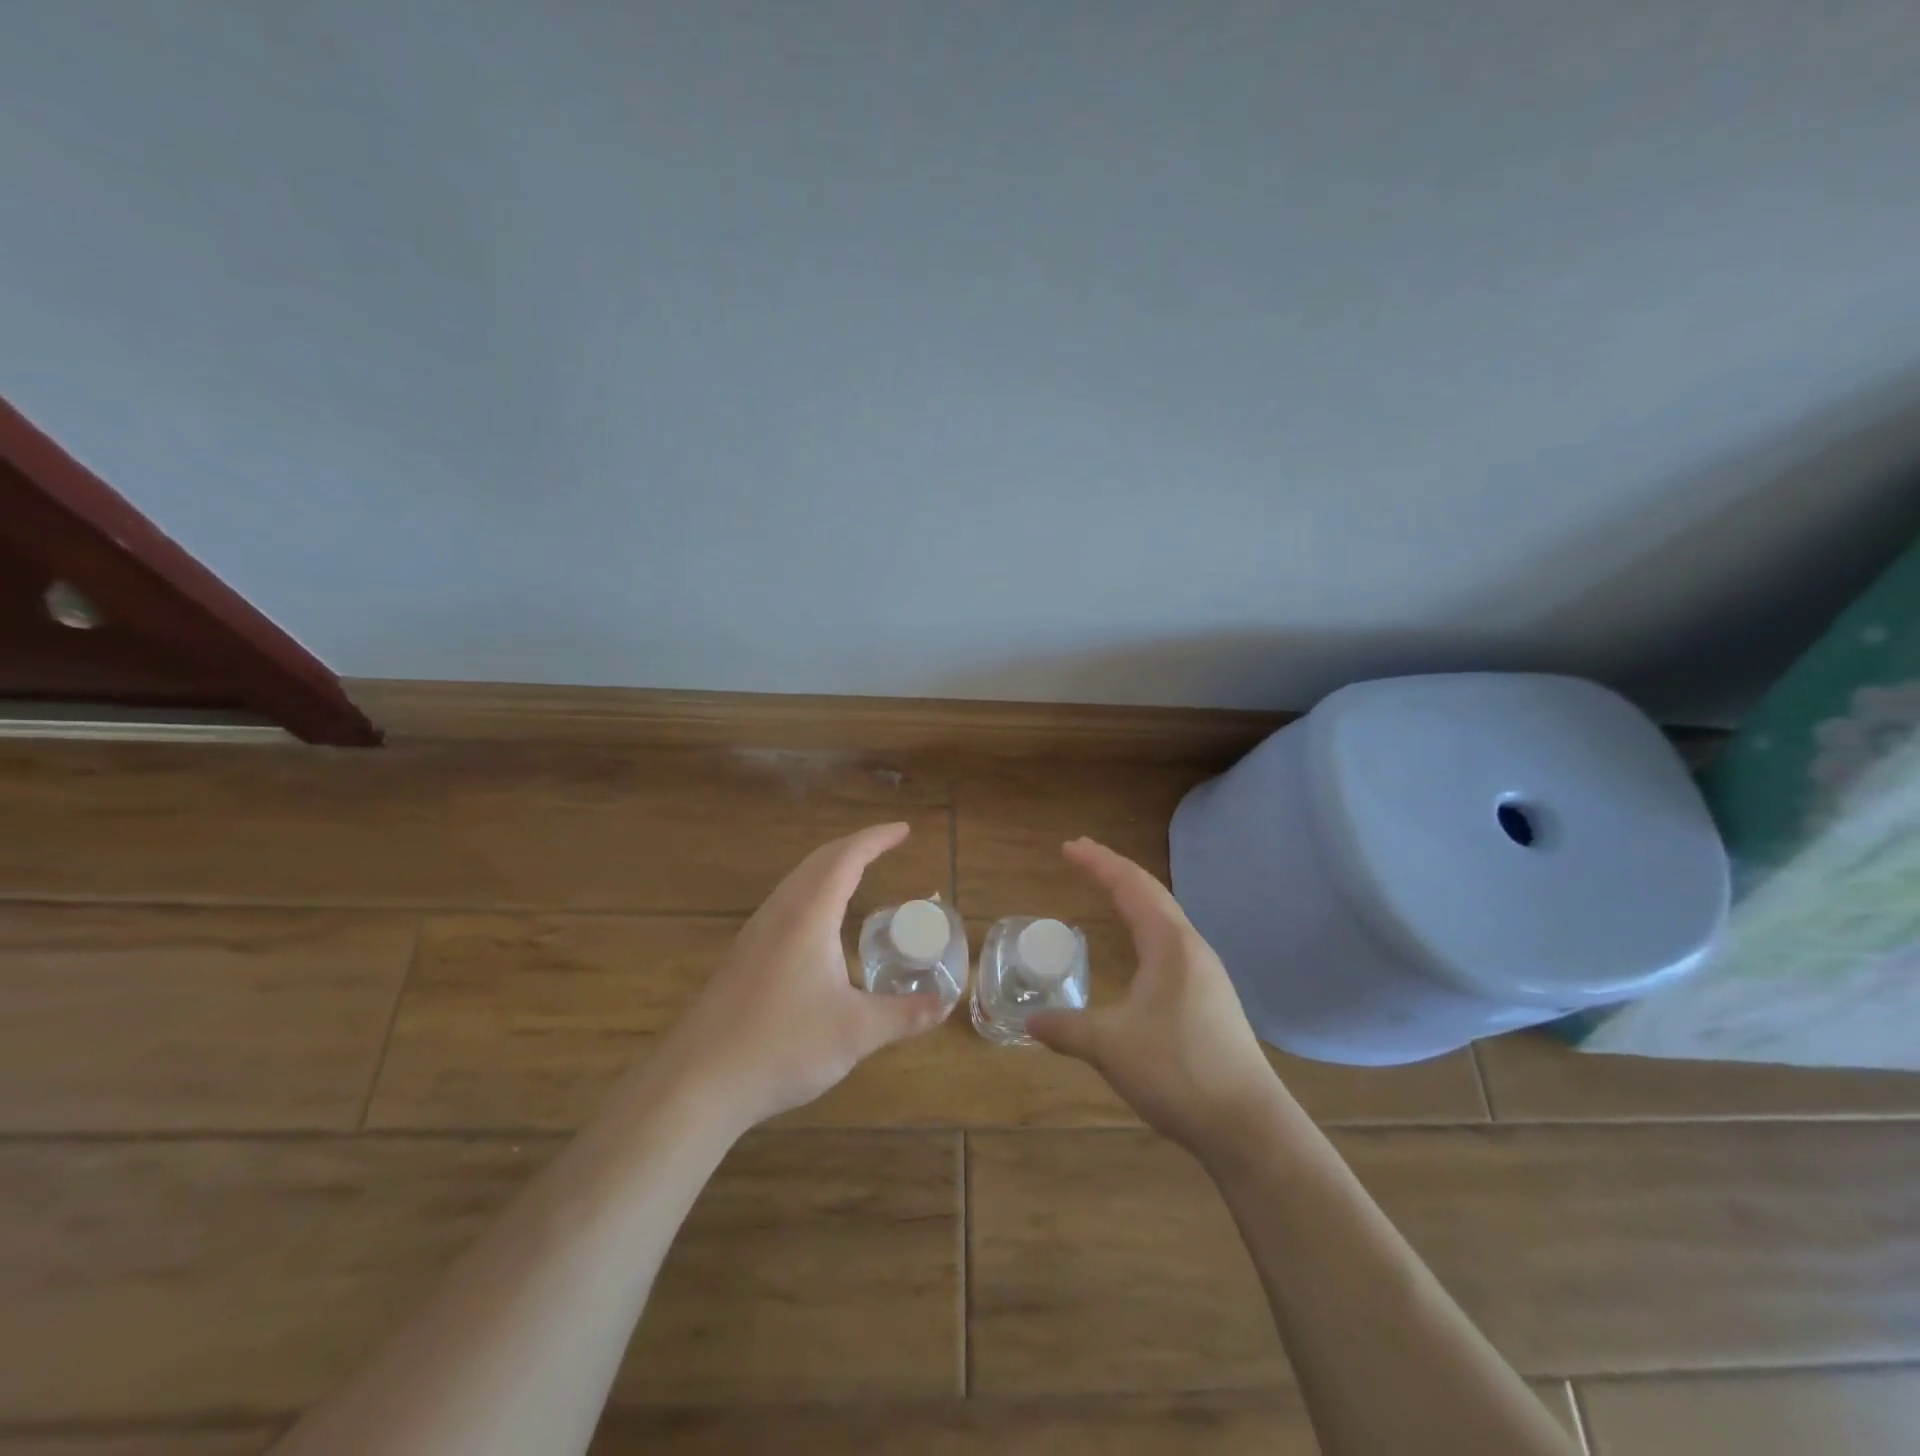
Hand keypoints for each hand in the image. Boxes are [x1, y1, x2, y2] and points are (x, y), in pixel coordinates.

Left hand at [662, 822, 947, 1130]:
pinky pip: (785, 904)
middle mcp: (779, 913)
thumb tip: (946, 1005)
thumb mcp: (856, 1033)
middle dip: (855, 846)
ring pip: (796, 882)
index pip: (846, 858)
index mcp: (807, 915)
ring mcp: (755, 934)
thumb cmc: (782, 1046)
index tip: (904, 830)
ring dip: (829, 868)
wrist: (697, 1083)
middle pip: (818, 861)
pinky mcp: (743, 957)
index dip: (876, 839)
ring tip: (858, 873)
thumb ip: (904, 1015)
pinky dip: (813, 892)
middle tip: (887, 845)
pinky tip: (819, 924)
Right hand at [1028, 838, 1281, 1153]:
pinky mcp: (1211, 998)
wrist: (1248, 1125)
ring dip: (1134, 897)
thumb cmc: (1177, 1070)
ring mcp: (1206, 974)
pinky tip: (1140, 947)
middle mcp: (1191, 948)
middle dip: (1115, 870)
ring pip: (1165, 918)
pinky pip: (1171, 942)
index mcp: (1169, 945)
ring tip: (1110, 889)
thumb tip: (1029, 1023)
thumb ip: (1066, 1029)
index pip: (1130, 887)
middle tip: (1083, 855)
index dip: (1098, 863)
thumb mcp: (1109, 1046)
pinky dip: (1146, 925)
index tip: (1069, 847)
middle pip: (1151, 893)